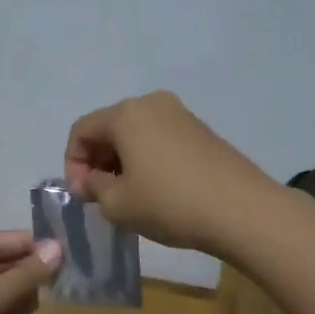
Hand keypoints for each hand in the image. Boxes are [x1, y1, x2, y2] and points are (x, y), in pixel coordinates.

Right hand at [64, 90, 279, 255]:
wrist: (242, 210)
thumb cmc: (170, 203)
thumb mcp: (118, 203)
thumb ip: (93, 187)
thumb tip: (88, 180)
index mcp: (126, 114)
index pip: (81, 130)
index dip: (72, 163)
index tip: (82, 195)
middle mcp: (152, 103)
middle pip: (109, 127)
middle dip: (97, 160)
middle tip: (100, 196)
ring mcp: (180, 114)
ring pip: (136, 133)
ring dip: (122, 161)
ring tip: (128, 195)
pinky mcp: (201, 131)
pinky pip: (160, 139)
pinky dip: (148, 159)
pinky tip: (157, 190)